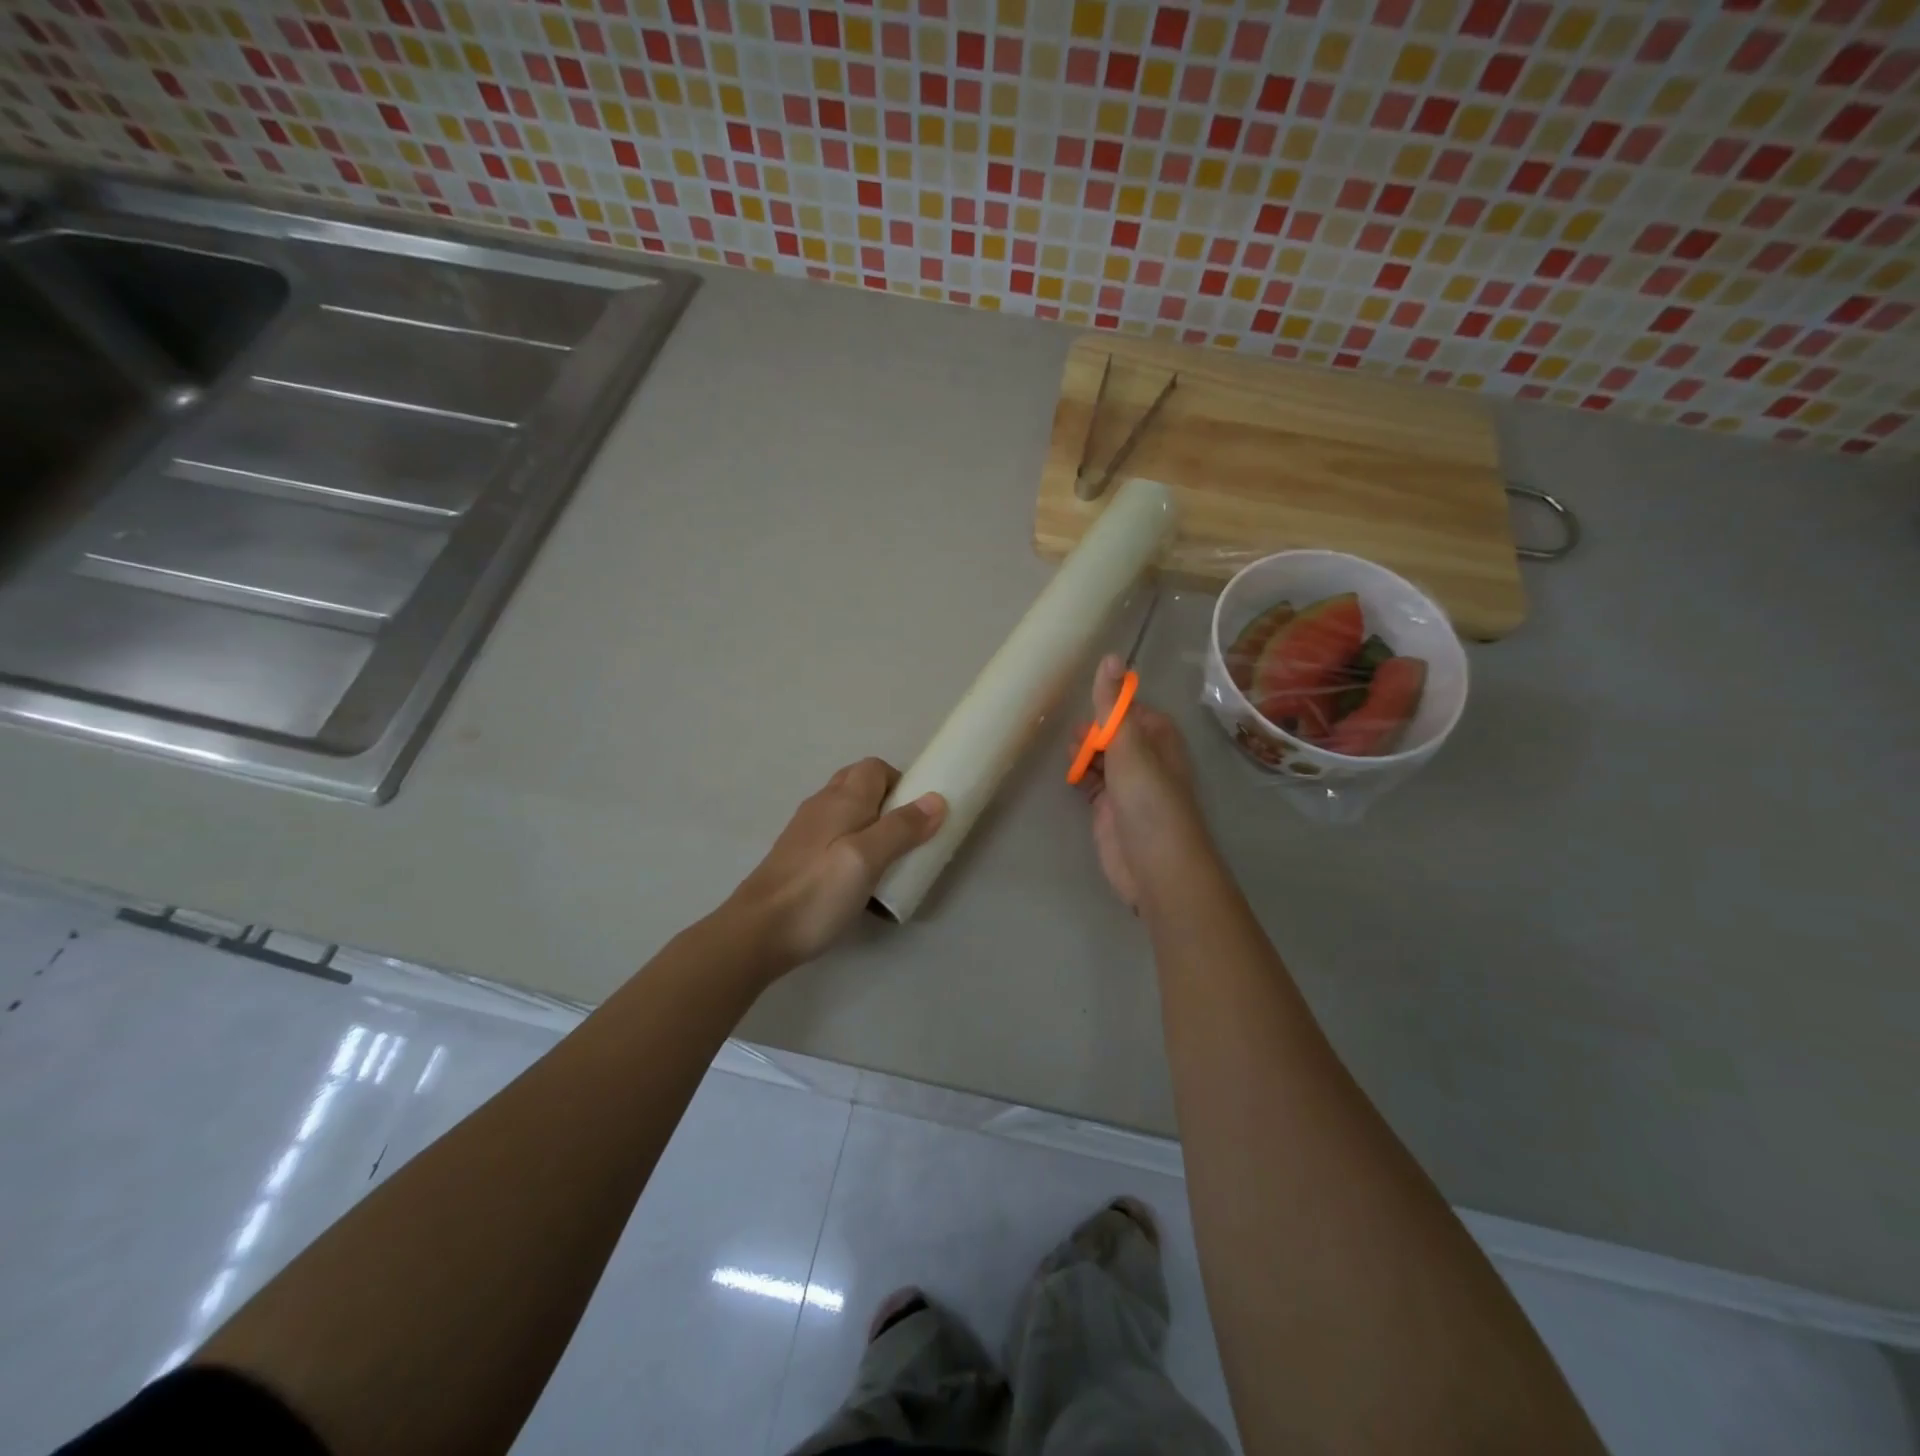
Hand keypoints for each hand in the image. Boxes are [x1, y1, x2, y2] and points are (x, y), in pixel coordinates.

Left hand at [727, 758, 945, 970]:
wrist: (757, 932)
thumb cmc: (817, 893)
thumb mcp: (867, 859)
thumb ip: (901, 828)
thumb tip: (936, 799)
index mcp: (841, 800)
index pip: (875, 767)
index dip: (901, 782)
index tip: (919, 814)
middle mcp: (822, 806)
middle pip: (859, 785)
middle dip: (888, 801)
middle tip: (907, 835)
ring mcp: (806, 831)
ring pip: (846, 811)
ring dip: (871, 824)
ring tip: (888, 858)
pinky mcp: (798, 856)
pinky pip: (834, 835)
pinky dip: (853, 843)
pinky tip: (858, 876)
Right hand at [1078, 655, 1209, 910]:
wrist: (1155, 867)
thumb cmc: (1148, 800)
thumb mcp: (1129, 745)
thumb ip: (1113, 705)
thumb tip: (1110, 657)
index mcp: (1159, 739)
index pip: (1134, 710)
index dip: (1112, 704)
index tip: (1088, 700)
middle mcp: (1145, 760)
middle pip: (1114, 733)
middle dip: (1093, 729)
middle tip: (1074, 733)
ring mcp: (1127, 787)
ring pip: (1101, 758)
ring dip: (1084, 752)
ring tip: (1069, 752)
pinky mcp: (1109, 810)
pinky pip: (1091, 783)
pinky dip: (1080, 776)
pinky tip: (1068, 773)